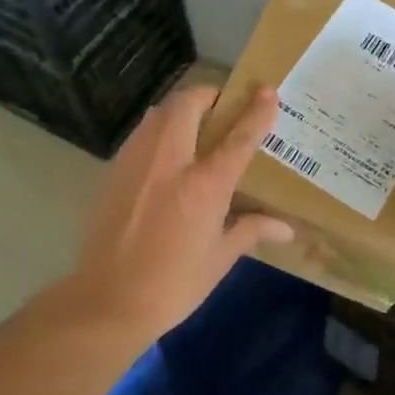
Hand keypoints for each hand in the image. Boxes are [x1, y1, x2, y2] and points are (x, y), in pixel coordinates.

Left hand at [59, 85, 293, 343]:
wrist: (106, 302)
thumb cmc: (173, 285)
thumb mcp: (219, 259)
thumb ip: (251, 230)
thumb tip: (287, 228)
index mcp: (204, 185)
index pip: (238, 137)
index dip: (256, 111)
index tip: (267, 92)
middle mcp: (170, 162)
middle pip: (188, 105)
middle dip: (208, 95)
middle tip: (222, 108)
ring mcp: (137, 163)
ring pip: (159, 114)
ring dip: (180, 110)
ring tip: (195, 127)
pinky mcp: (113, 172)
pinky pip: (141, 135)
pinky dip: (158, 131)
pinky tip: (165, 157)